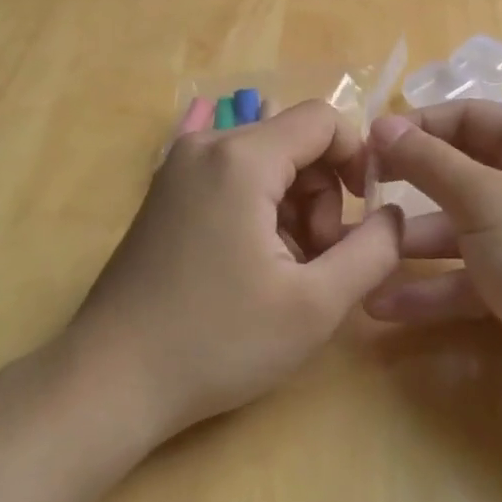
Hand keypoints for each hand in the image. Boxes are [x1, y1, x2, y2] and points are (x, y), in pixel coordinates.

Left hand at [65, 100, 403, 446]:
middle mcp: (206, 146)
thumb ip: (373, 251)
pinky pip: (233, 181)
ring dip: (293, 209)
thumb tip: (392, 215)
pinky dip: (259, 213)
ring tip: (284, 274)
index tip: (364, 213)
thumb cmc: (217, 341)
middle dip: (322, 196)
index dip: (357, 158)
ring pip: (266, 164)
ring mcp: (178, 169)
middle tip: (316, 261)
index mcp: (241, 158)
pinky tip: (252, 267)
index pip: (322, 120)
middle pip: (294, 143)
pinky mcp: (166, 194)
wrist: (109, 381)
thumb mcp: (315, 305)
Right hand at [362, 103, 501, 457]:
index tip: (366, 146)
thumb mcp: (486, 201)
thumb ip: (430, 162)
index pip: (468, 118)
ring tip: (360, 254)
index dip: (417, 127)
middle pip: (460, 172)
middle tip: (357, 196)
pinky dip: (431, 288)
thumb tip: (383, 125)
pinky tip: (383, 304)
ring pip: (459, 227)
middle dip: (409, 186)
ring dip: (412, 243)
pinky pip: (467, 275)